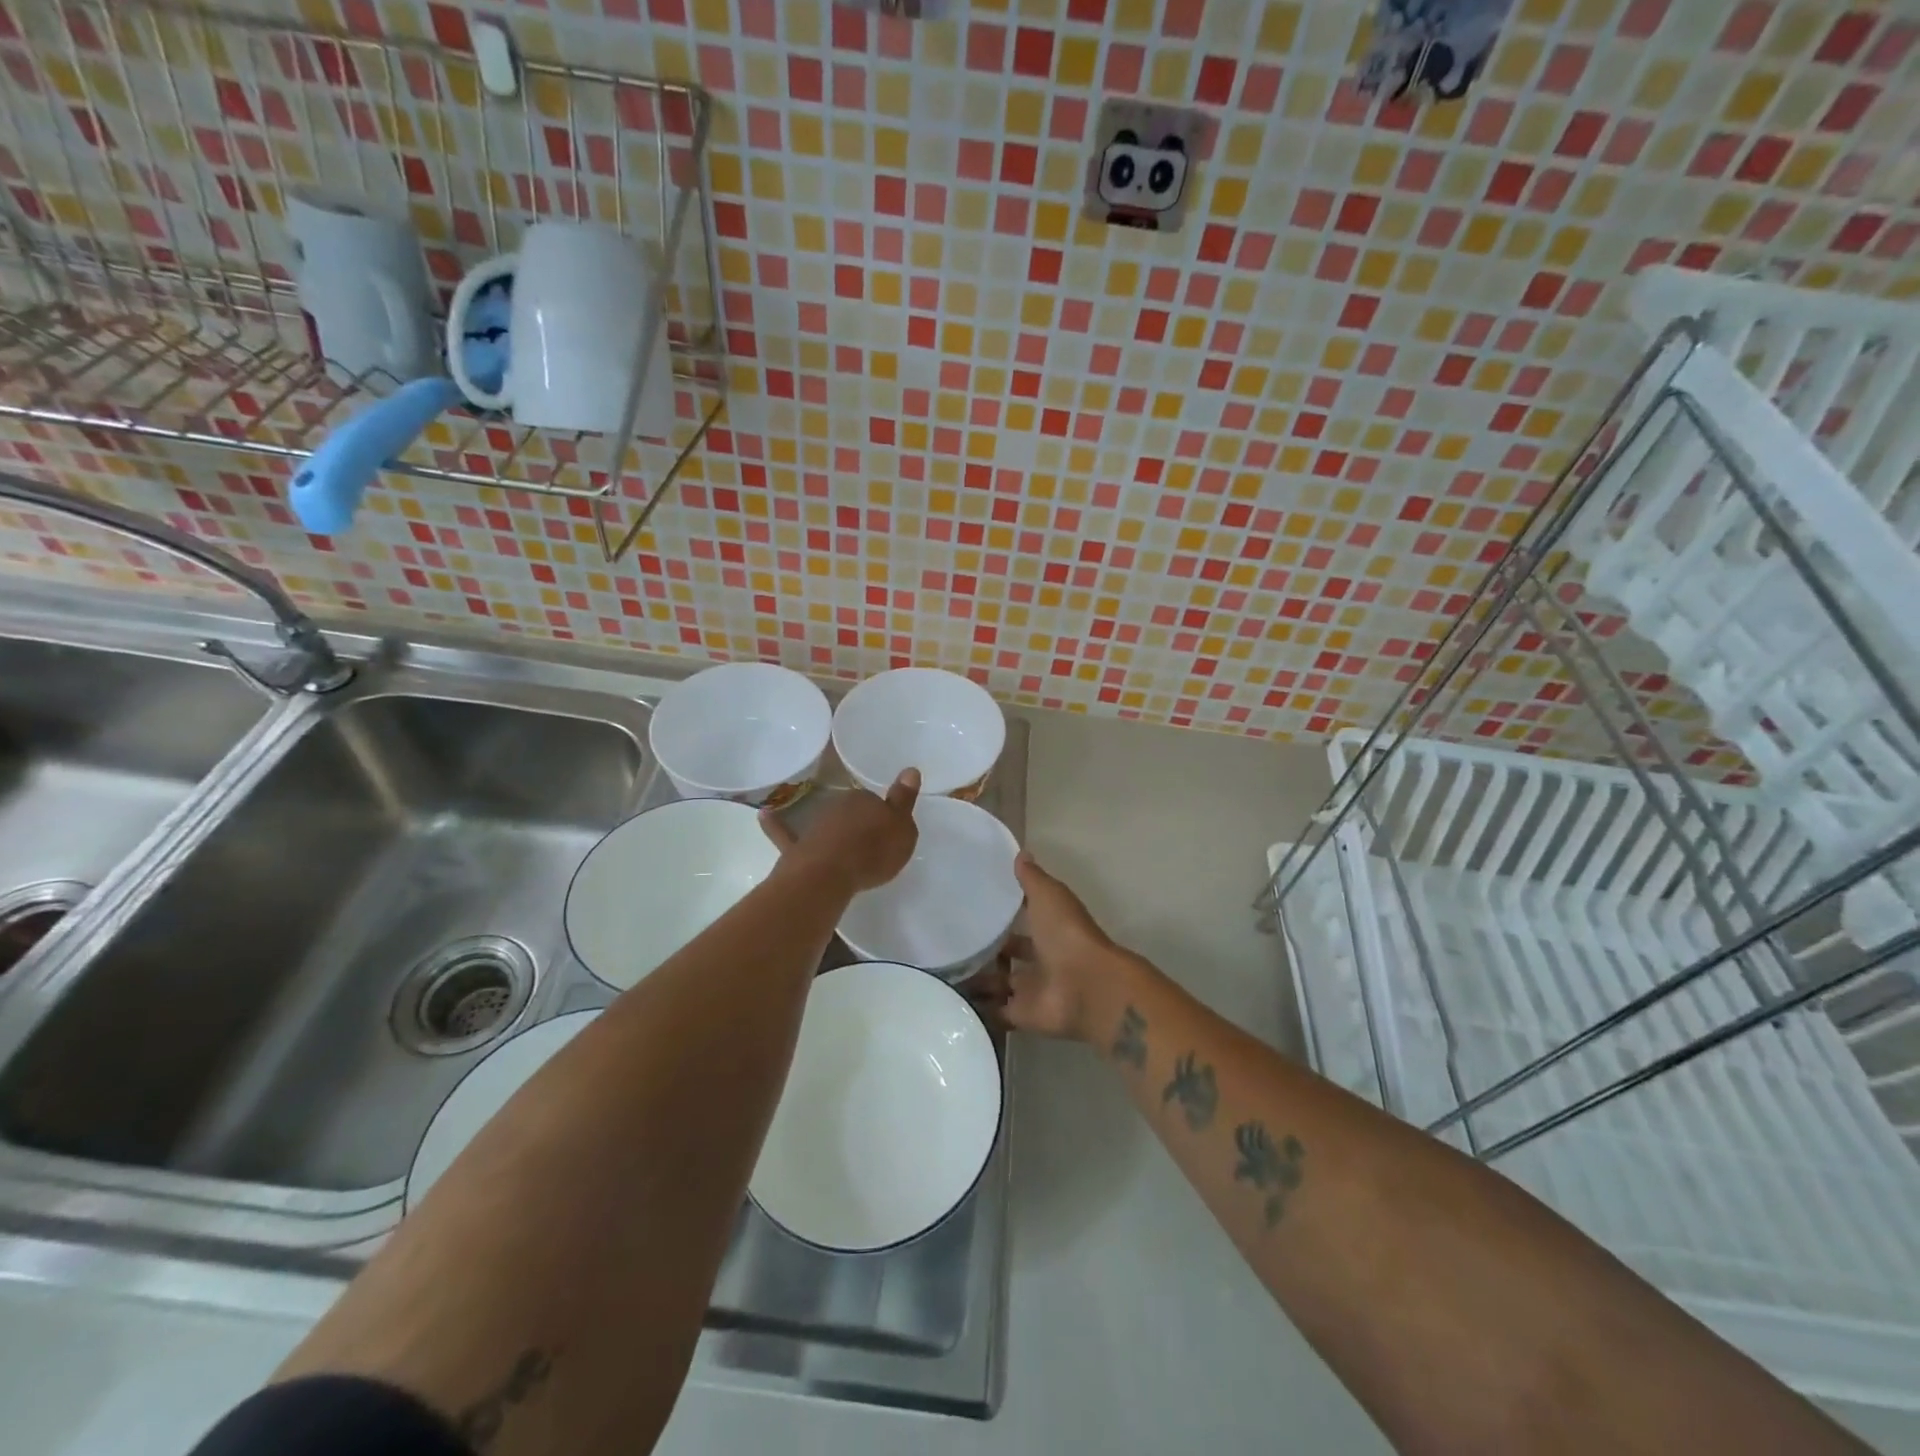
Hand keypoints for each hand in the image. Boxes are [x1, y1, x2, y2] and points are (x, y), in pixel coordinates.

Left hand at [760, 769, 919, 893]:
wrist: (830, 873)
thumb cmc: (873, 851)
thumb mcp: (902, 827)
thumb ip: (904, 800)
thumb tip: (910, 769)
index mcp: (865, 799)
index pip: (875, 801)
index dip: (882, 817)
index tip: (887, 832)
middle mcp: (837, 806)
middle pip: (850, 812)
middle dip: (857, 824)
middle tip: (869, 845)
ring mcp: (814, 826)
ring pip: (826, 823)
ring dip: (832, 831)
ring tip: (843, 848)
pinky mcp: (796, 846)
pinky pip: (783, 832)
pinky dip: (774, 824)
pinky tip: (764, 815)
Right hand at [965, 852, 1126, 1043]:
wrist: (1085, 987)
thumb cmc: (1067, 934)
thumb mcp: (1049, 896)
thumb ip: (1032, 879)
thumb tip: (1021, 853)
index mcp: (1049, 930)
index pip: (1022, 921)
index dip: (1002, 915)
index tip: (971, 908)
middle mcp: (1041, 959)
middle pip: (1008, 955)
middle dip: (985, 951)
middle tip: (948, 945)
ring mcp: (1031, 990)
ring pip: (999, 984)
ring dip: (976, 981)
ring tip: (938, 972)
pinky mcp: (1022, 1015)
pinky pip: (995, 1013)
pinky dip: (976, 1010)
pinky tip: (949, 999)